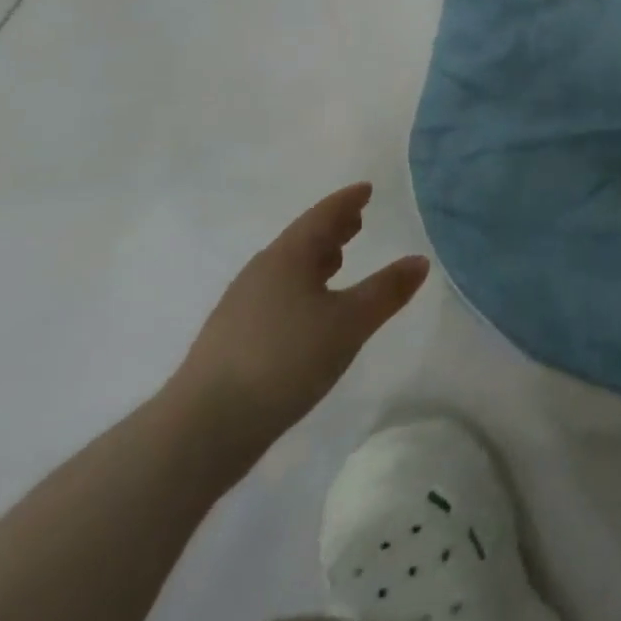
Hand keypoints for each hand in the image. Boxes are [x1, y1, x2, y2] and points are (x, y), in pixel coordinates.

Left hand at [165, 184, 429, 463]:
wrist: (201, 431)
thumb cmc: (284, 360)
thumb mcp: (350, 323)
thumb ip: (387, 290)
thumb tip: (420, 260)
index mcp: (287, 259)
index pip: (322, 217)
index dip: (347, 202)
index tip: (366, 190)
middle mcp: (260, 274)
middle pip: (301, 240)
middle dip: (331, 229)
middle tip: (357, 220)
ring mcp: (240, 308)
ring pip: (286, 269)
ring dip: (314, 259)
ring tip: (338, 260)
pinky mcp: (230, 341)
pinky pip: (275, 296)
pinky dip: (300, 288)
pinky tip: (310, 310)